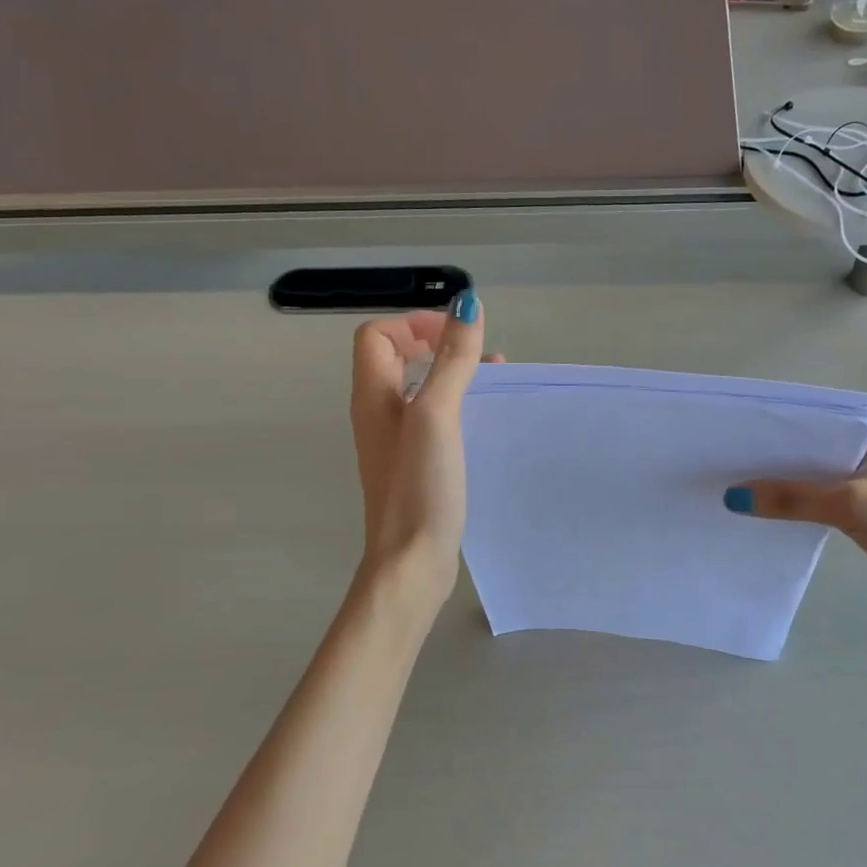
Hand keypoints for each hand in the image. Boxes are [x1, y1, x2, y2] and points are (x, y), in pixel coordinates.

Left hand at [348, 293, 486, 612]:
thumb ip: (451, 361)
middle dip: (437, 345)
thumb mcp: (437, 416)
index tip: (457, 337)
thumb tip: (467, 304)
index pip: (378, 336)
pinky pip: (431, 419)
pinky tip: (483, 421)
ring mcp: (395, 443)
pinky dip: (455, 406)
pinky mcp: (414, 466)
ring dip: (450, 374)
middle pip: (396, 358)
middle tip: (479, 355)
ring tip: (492, 379)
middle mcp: (377, 414)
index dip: (414, 325)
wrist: (410, 562)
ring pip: (418, 389)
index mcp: (373, 396)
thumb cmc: (420, 487)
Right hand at [725, 422, 866, 635]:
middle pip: (810, 451)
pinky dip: (792, 508)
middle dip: (772, 457)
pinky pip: (816, 505)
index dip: (777, 426)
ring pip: (811, 479)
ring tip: (731, 483)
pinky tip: (759, 511)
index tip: (734, 431)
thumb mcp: (853, 505)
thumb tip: (733, 498)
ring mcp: (865, 487)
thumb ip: (794, 499)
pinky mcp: (861, 518)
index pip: (818, 422)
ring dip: (779, 485)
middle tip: (723, 459)